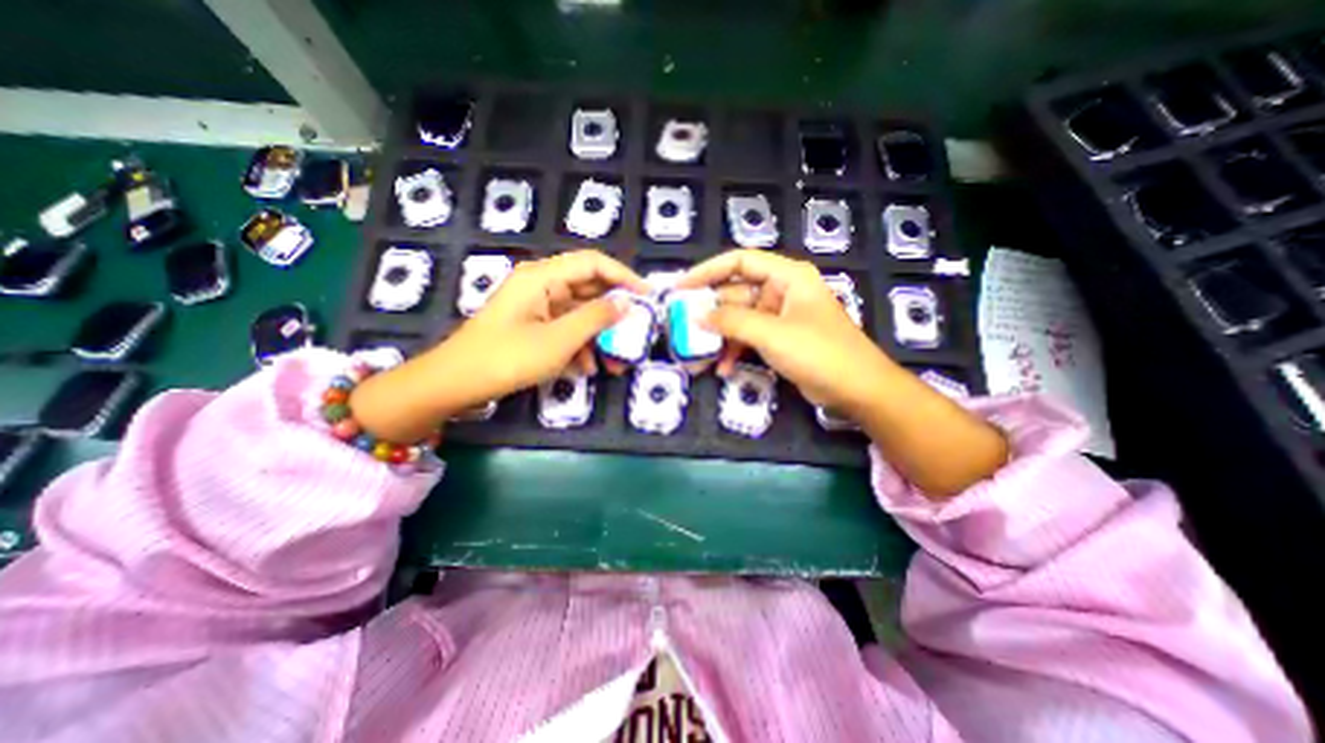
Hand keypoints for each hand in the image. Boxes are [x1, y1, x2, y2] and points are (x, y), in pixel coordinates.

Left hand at [347, 252, 647, 444]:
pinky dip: (580, 346)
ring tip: (615, 363)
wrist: (455, 385)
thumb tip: (626, 304)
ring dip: (599, 336)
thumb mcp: (559, 340)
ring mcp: (536, 308)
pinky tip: (588, 368)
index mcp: (543, 277)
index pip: (593, 263)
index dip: (623, 276)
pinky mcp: (532, 327)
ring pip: (579, 314)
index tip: (647, 296)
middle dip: (613, 313)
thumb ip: (596, 318)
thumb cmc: (507, 358)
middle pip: (588, 289)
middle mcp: (540, 285)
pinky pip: (565, 329)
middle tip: (636, 332)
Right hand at [684, 246, 1006, 495]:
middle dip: (710, 314)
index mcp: (787, 276)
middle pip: (736, 294)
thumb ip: (732, 321)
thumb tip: (696, 316)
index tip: (681, 288)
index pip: (739, 261)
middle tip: (683, 328)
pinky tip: (723, 370)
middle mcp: (782, 291)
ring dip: (719, 338)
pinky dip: (735, 352)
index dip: (707, 271)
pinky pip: (749, 338)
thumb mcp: (771, 333)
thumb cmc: (819, 352)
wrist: (857, 390)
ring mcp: (780, 317)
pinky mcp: (780, 340)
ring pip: (740, 320)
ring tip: (697, 358)